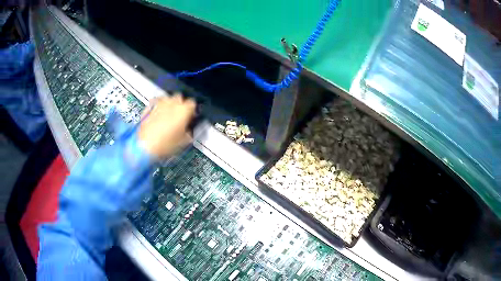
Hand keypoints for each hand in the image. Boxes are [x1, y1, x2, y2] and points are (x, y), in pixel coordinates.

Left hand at [138, 94, 195, 158]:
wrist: (145, 146)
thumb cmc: (163, 144)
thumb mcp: (184, 142)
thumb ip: (189, 132)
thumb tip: (188, 131)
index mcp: (184, 110)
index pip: (192, 103)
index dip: (192, 111)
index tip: (190, 117)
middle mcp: (171, 103)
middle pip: (179, 97)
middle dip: (180, 105)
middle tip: (179, 116)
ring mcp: (159, 104)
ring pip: (167, 98)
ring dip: (168, 104)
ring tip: (167, 116)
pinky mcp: (148, 108)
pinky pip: (155, 103)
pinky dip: (157, 107)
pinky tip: (157, 116)